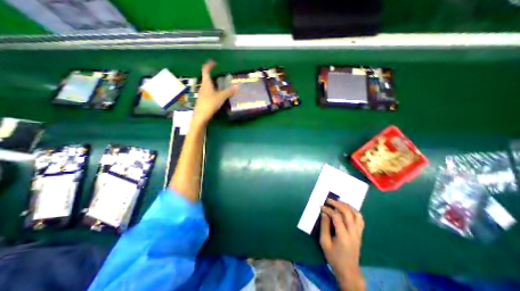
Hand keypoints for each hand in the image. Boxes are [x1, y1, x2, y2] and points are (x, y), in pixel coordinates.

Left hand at [192, 61, 238, 124]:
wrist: (200, 117)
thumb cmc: (209, 104)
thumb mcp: (221, 97)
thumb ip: (229, 92)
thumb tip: (237, 86)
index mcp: (206, 84)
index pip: (205, 70)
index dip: (209, 65)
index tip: (215, 63)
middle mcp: (203, 87)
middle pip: (206, 78)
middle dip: (212, 74)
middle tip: (220, 75)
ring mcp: (202, 94)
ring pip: (207, 86)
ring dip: (213, 84)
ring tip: (220, 85)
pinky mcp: (203, 101)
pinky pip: (208, 93)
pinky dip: (213, 91)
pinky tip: (217, 96)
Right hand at [322, 200, 364, 290]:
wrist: (348, 271)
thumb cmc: (334, 257)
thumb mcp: (324, 242)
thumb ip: (324, 226)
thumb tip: (324, 213)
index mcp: (343, 236)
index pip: (336, 217)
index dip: (328, 210)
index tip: (321, 207)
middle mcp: (353, 233)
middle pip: (348, 213)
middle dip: (338, 204)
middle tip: (329, 200)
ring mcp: (358, 233)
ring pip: (356, 214)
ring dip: (347, 206)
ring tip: (339, 202)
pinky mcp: (360, 234)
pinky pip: (360, 219)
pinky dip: (354, 211)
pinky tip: (347, 209)